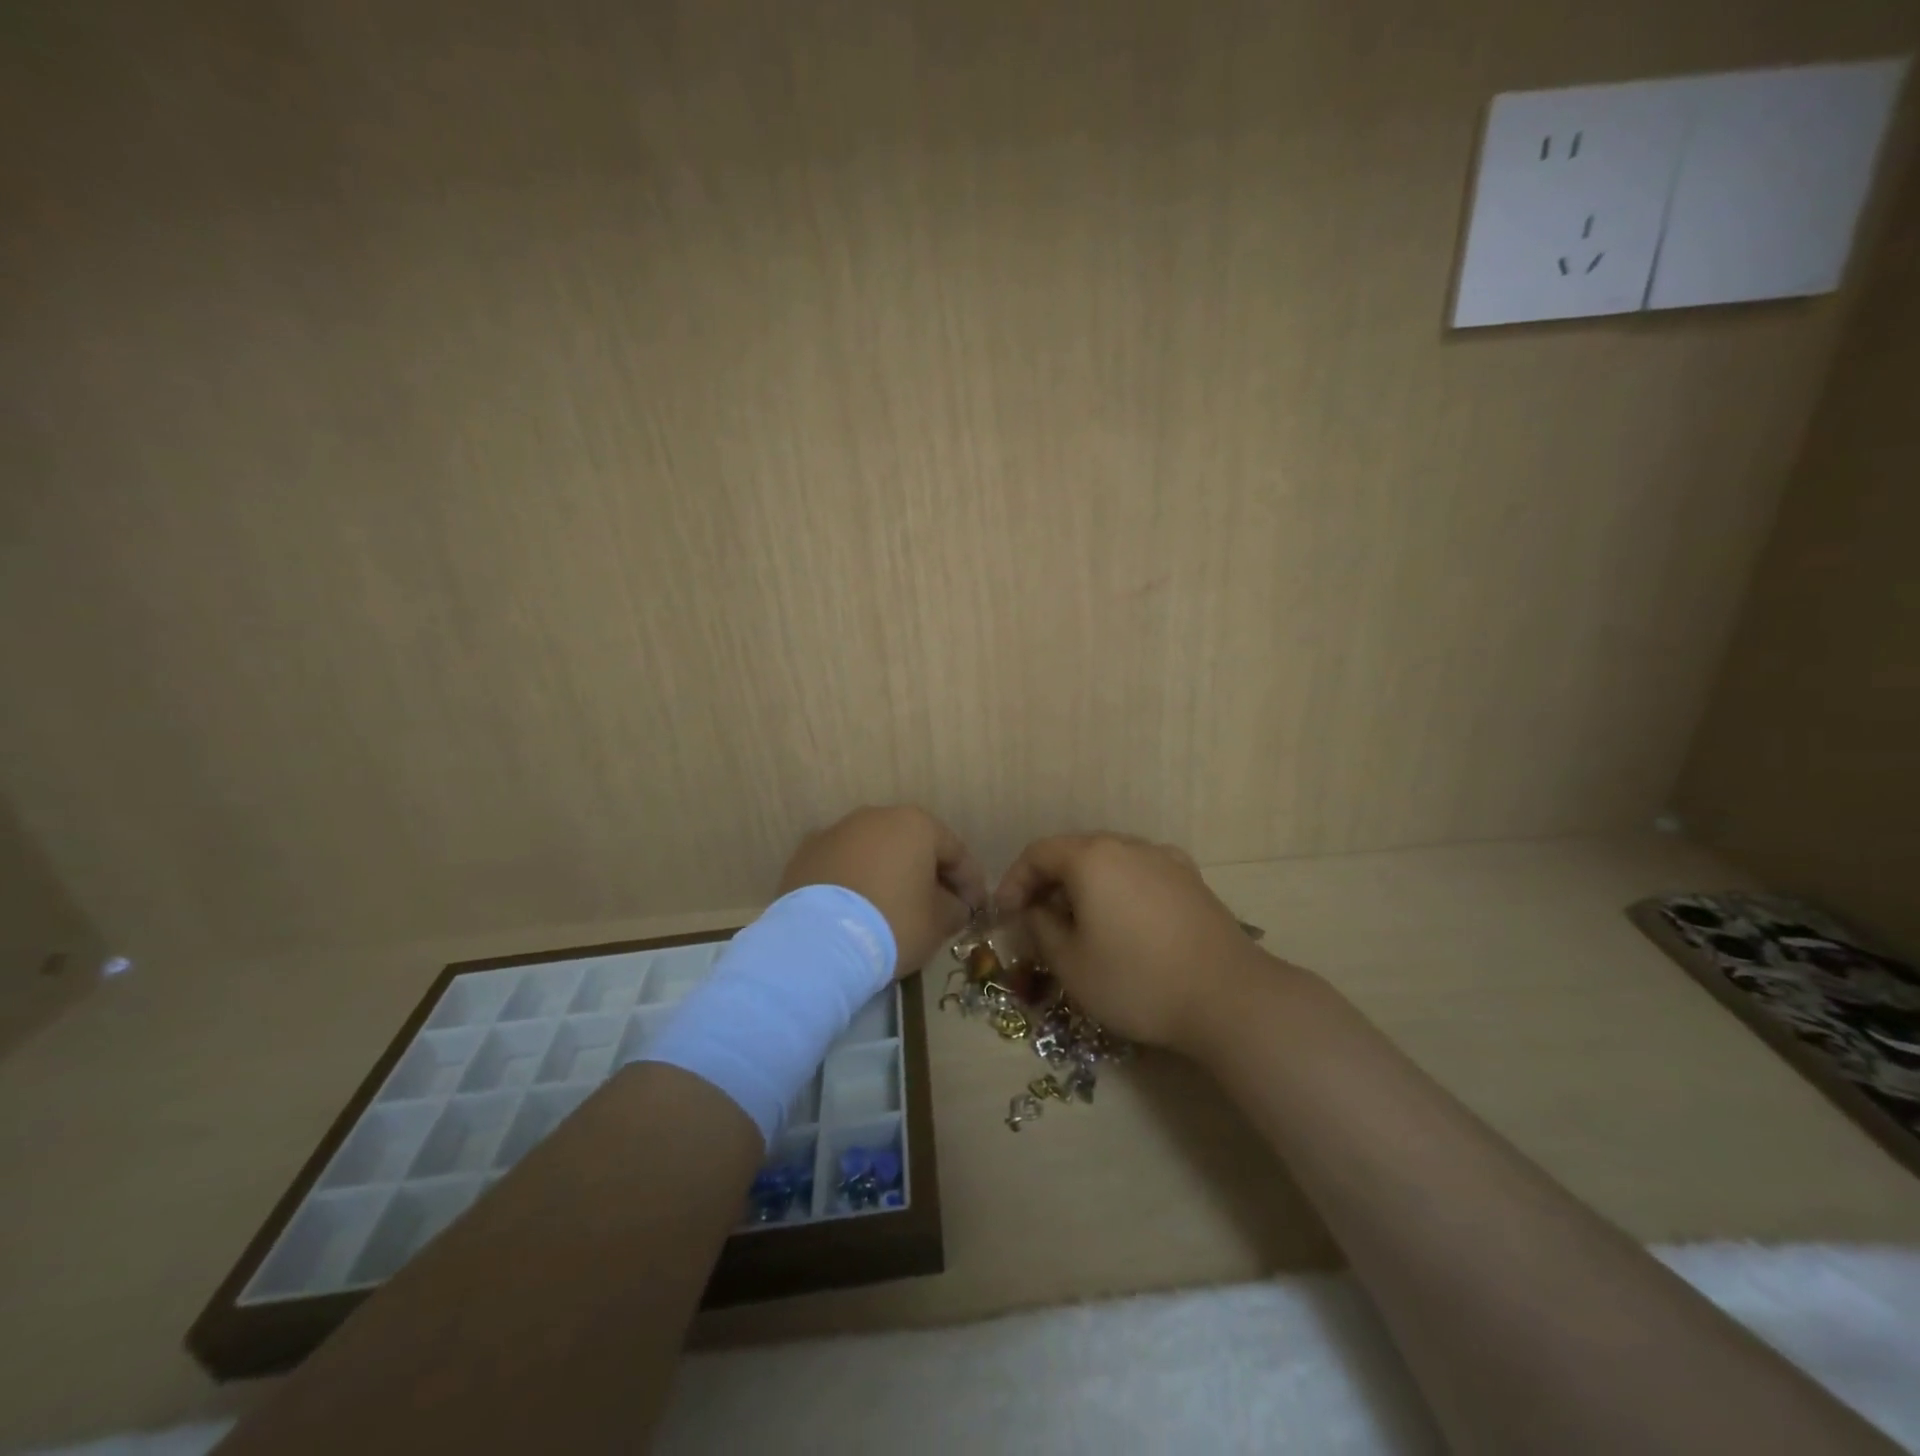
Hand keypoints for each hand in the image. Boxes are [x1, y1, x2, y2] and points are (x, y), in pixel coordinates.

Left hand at [779, 806, 987, 976]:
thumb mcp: (938, 923)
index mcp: (915, 824)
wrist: (817, 942)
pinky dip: (856, 883)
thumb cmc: (893, 924)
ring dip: (890, 875)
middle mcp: (875, 817)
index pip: (955, 851)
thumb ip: (955, 908)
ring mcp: (836, 832)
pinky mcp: (806, 855)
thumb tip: (955, 906)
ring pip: (875, 853)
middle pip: (913, 846)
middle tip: (939, 907)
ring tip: (895, 908)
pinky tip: (859, 911)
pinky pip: (844, 867)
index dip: (971, 882)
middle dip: (929, 874)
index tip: (977, 909)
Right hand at [995, 833, 1271, 1051]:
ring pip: (1108, 862)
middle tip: (1035, 920)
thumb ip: (1041, 928)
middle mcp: (1128, 845)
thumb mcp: (1071, 964)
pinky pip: (1139, 873)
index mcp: (1092, 857)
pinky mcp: (1191, 879)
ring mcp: (1164, 859)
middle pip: (1074, 852)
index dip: (1013, 881)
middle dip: (1048, 883)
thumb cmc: (1137, 980)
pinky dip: (1118, 890)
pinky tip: (1123, 922)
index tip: (1003, 915)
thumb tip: (1036, 912)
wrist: (1229, 997)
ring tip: (1077, 923)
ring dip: (1083, 886)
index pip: (1038, 854)